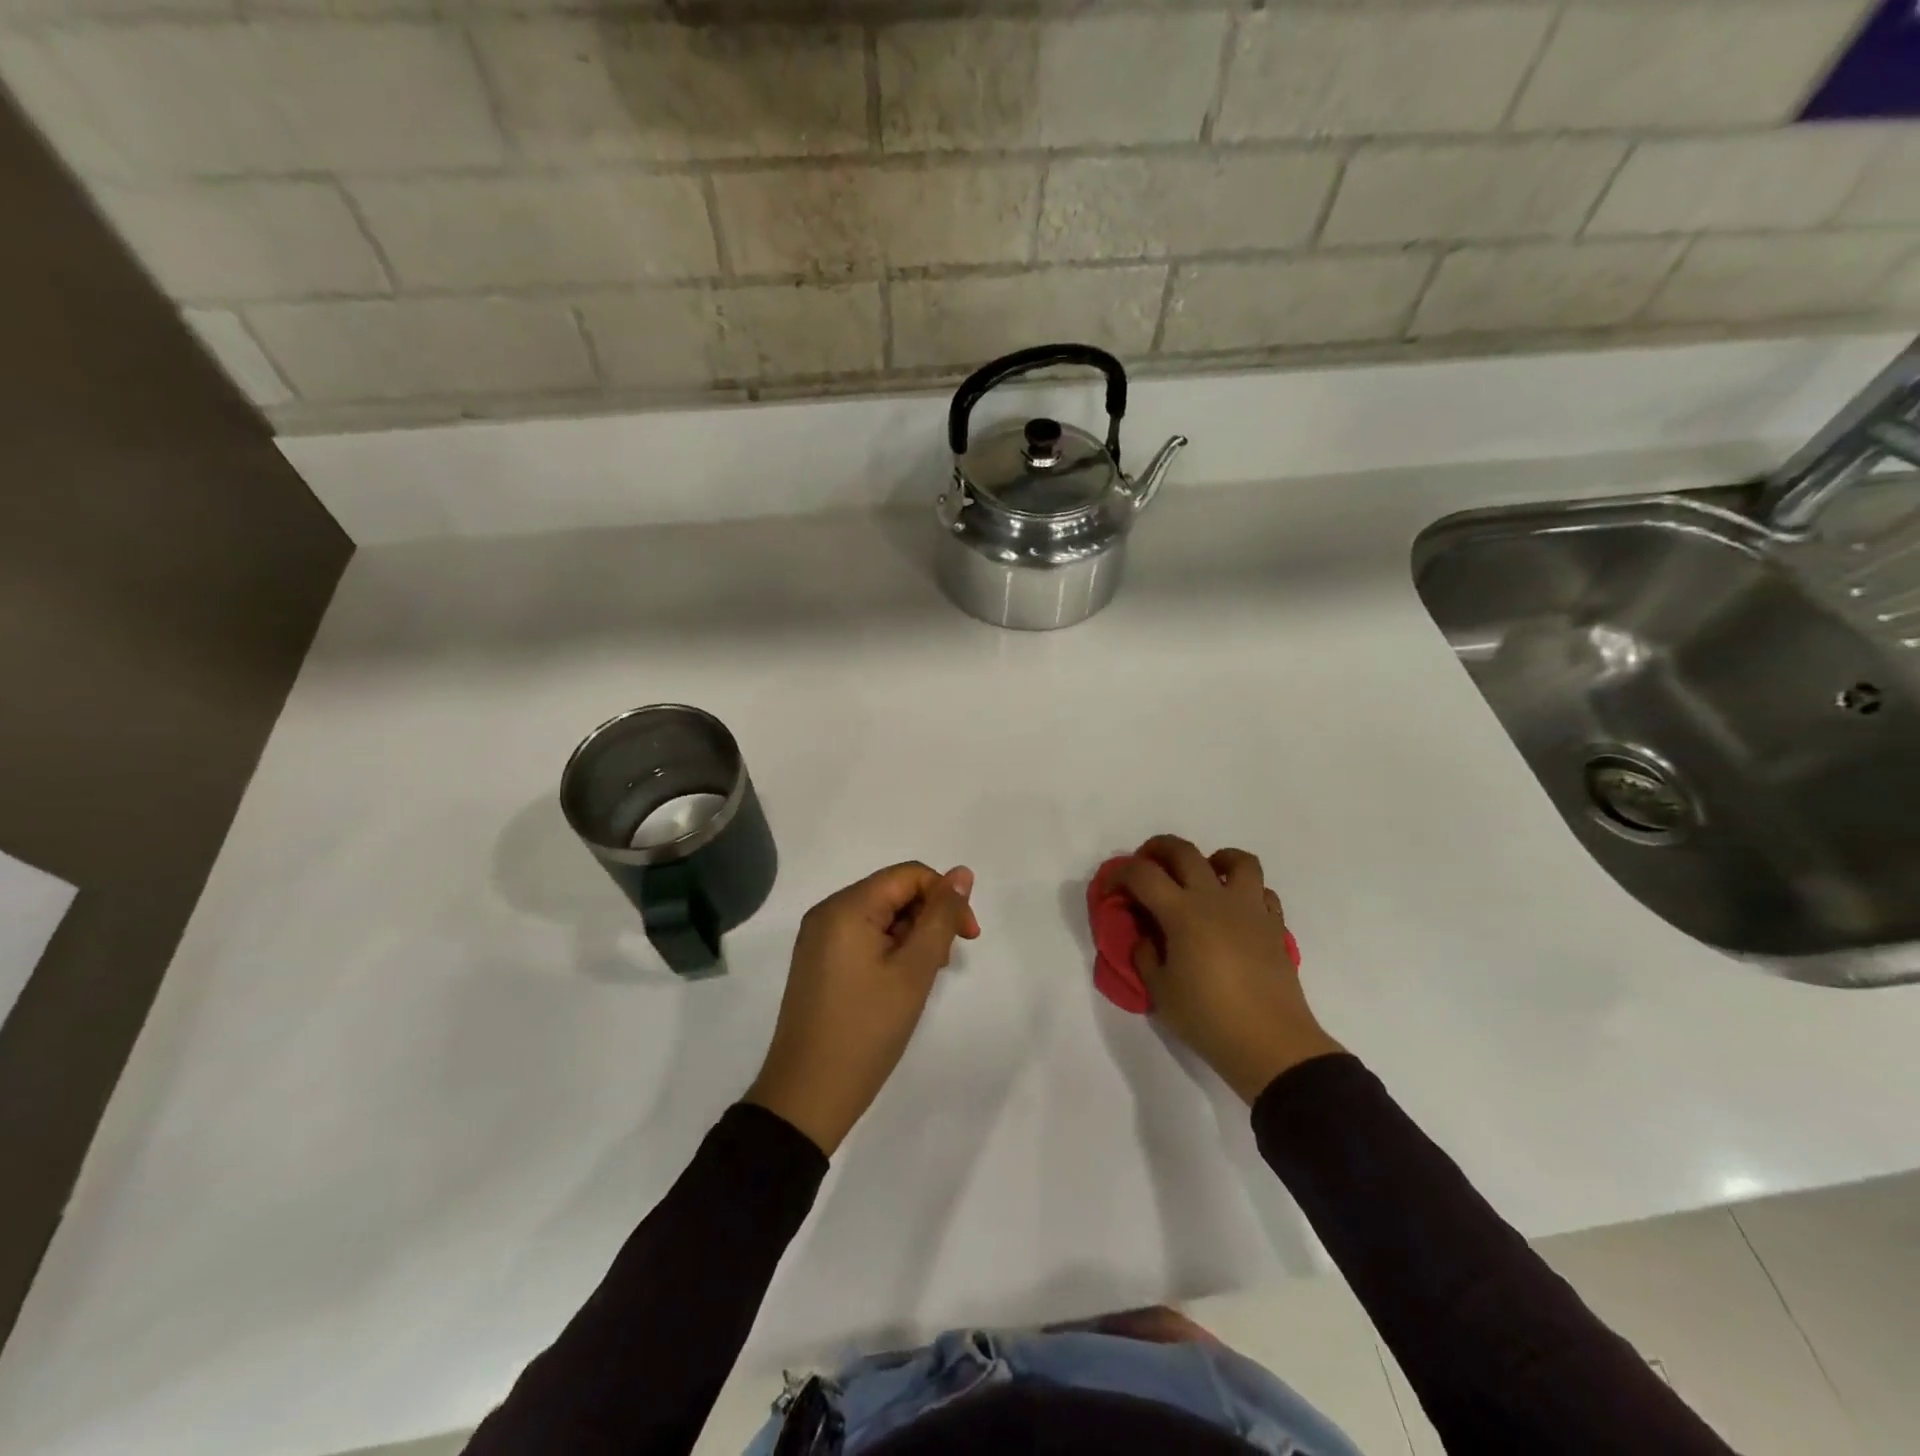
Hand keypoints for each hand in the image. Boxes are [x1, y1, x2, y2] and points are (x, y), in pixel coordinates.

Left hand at [746, 863, 980, 1154]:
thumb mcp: (914, 971)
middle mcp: (828, 912)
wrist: (807, 1096)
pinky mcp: (818, 962)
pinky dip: (890, 951)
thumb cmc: (866, 1030)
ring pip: (881, 916)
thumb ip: (940, 917)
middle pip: (894, 892)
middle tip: (942, 965)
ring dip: (912, 937)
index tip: (968, 938)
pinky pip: (863, 937)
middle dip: (928, 919)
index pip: (909, 875)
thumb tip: (961, 873)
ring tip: (921, 980)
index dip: (945, 897)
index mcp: (846, 907)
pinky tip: (899, 984)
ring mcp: (819, 939)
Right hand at [1114, 835, 1343, 1103]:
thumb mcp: (1160, 991)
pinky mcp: (1274, 926)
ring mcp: (1250, 909)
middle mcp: (1215, 899)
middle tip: (1147, 865)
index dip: (1119, 873)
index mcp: (1182, 912)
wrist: (1271, 1045)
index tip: (1110, 888)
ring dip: (1214, 859)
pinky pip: (1262, 892)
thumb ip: (1145, 955)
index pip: (1142, 873)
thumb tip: (1147, 936)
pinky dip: (1246, 892)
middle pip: (1184, 851)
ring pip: (1237, 860)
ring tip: (1203, 877)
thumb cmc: (1208, 1018)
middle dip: (1158, 849)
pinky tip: (1235, 912)